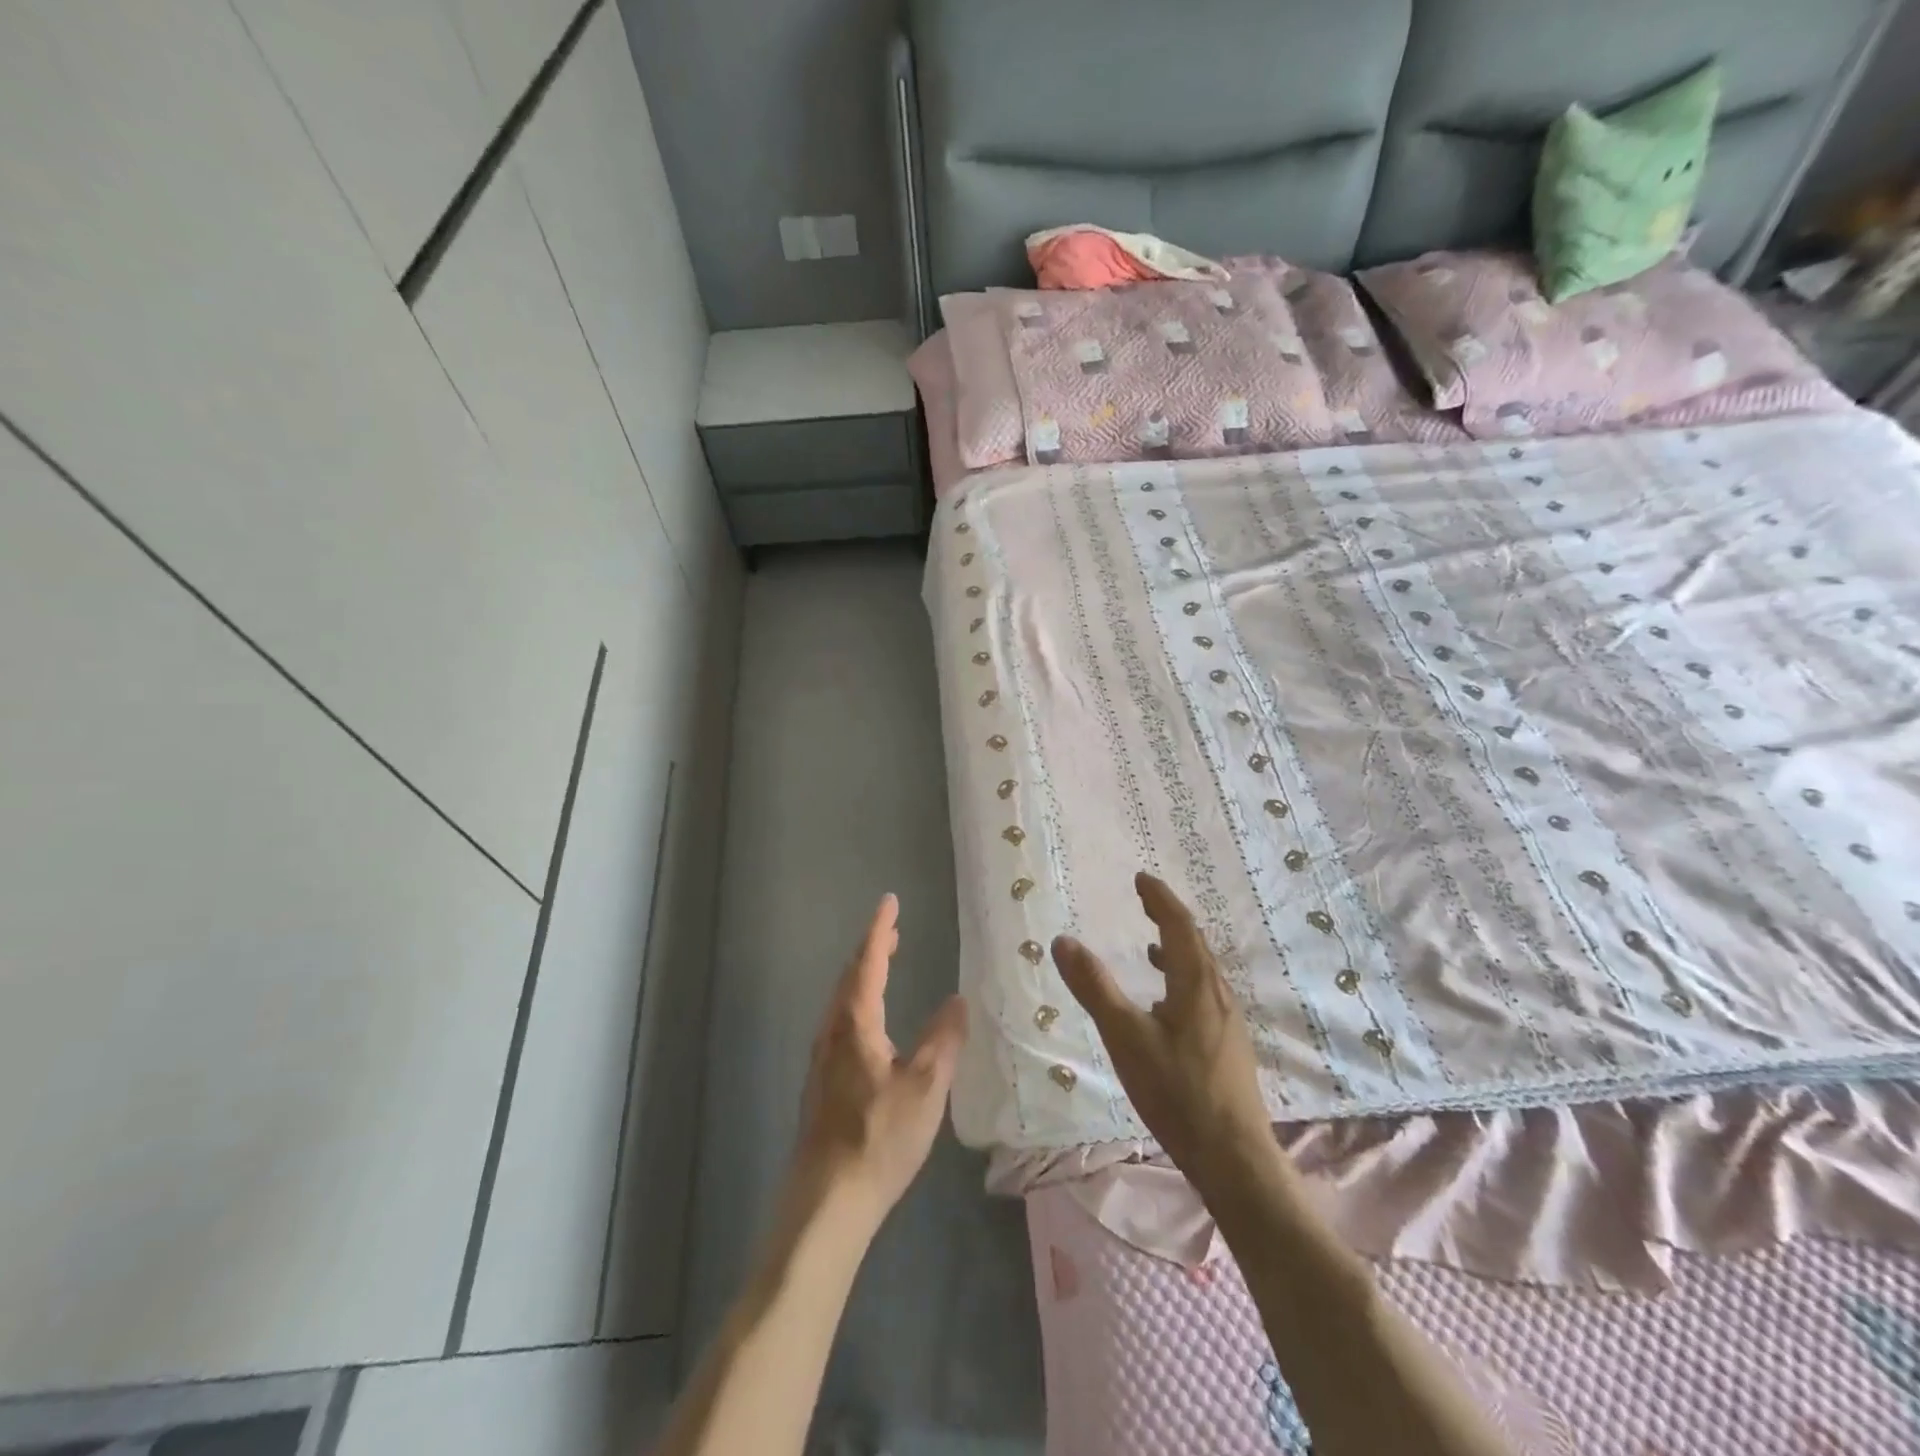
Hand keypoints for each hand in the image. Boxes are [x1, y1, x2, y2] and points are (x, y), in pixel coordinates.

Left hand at [791, 894, 967, 1231]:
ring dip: (862, 975)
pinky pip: (840, 1021)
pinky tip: (870, 1021)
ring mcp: (822, 1058)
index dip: (881, 930)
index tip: (890, 901)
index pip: (869, 963)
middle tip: (893, 930)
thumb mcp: (926, 1087)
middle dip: (871, 949)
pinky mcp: (821, 1082)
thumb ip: (943, 1039)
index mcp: (856, 1024)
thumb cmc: (879, 1138)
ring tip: (884, 963)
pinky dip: (857, 1001)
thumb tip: (958, 998)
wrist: (827, 1201)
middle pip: (850, 977)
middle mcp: (832, 1032)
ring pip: (841, 1000)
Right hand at [1051, 873, 1274, 1192]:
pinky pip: (1202, 993)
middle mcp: (1217, 994)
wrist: (1234, 1158)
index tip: (1142, 879)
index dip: (1160, 899)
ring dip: (1177, 949)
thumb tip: (1063, 940)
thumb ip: (1095, 987)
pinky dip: (1181, 979)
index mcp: (1196, 984)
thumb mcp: (1126, 1037)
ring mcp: (1226, 1021)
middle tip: (1144, 901)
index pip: (1180, 926)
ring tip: (1152, 946)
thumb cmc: (1177, 1092)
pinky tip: (1165, 1005)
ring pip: (1201, 970)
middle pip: (1195, 943)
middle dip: (1169, 917)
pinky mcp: (1227, 1045)